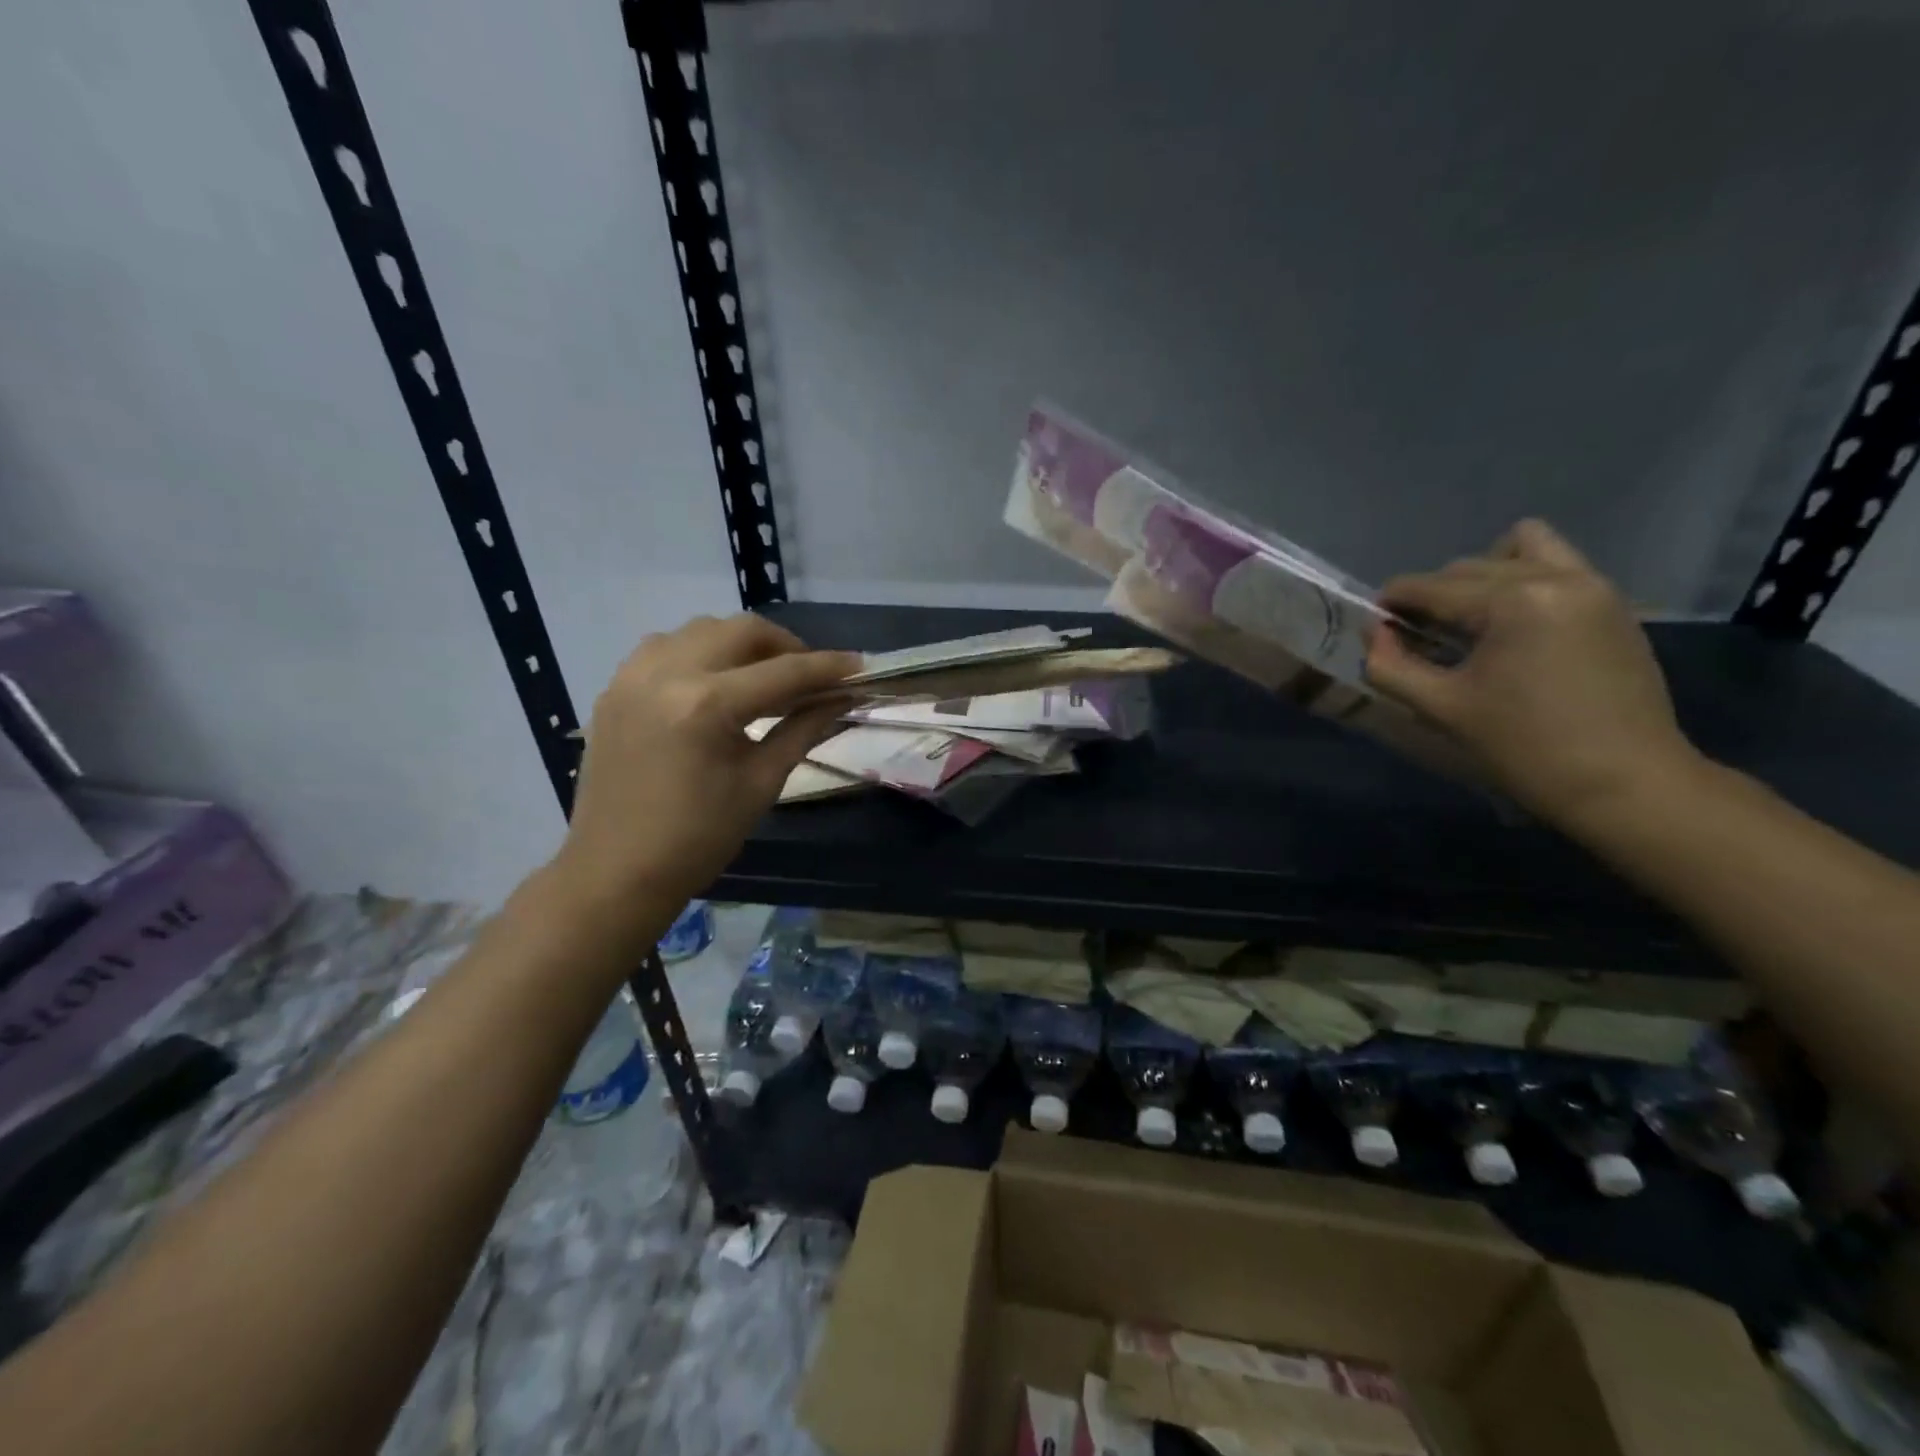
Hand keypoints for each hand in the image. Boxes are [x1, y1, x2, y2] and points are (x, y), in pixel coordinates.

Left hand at [551, 614, 858, 922]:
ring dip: (739, 644)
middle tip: (810, 675)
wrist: (617, 872)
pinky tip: (712, 684)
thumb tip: (841, 699)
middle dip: (785, 645)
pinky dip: (698, 653)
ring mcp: (632, 677)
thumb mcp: (761, 783)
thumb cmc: (699, 838)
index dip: (827, 667)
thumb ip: (802, 729)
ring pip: (700, 630)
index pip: (783, 671)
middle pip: (740, 631)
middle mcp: (666, 674)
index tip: (858, 666)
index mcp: (706, 705)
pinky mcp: (614, 689)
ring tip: (761, 677)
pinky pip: (664, 647)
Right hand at [1365, 519, 1700, 824]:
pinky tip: (1509, 631)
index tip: (1374, 630)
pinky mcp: (1612, 604)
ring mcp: (1592, 586)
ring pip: (1519, 549)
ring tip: (1471, 622)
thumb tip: (1374, 633)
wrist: (1625, 783)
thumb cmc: (1524, 747)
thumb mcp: (1441, 708)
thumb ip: (1391, 665)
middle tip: (1417, 639)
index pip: (1430, 586)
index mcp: (1512, 600)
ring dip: (1482, 576)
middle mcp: (1556, 576)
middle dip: (1432, 596)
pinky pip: (1555, 567)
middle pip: (1468, 567)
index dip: (1391, 604)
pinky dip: (1522, 583)